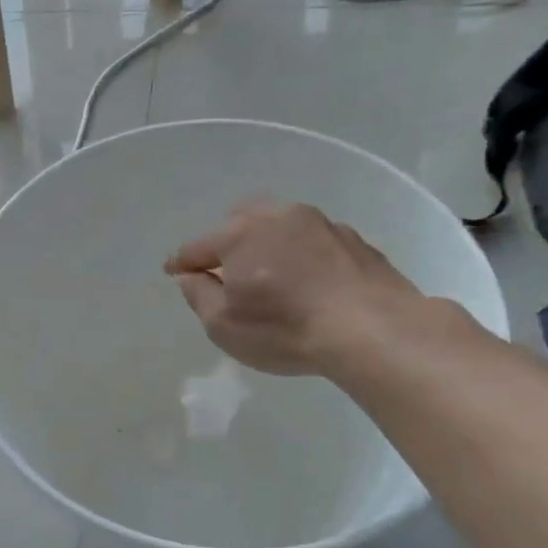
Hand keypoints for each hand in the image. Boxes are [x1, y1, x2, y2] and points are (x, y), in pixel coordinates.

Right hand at [164, 202, 429, 376]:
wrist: (373, 330)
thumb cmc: (285, 329)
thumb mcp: (223, 324)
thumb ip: (198, 295)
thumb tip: (190, 276)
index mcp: (239, 235)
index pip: (197, 247)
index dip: (181, 262)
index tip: (173, 272)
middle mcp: (278, 217)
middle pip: (239, 220)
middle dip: (224, 240)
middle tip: (222, 268)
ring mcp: (320, 224)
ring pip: (279, 223)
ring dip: (265, 242)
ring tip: (267, 270)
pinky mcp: (353, 240)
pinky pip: (312, 239)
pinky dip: (299, 253)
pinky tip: (306, 279)